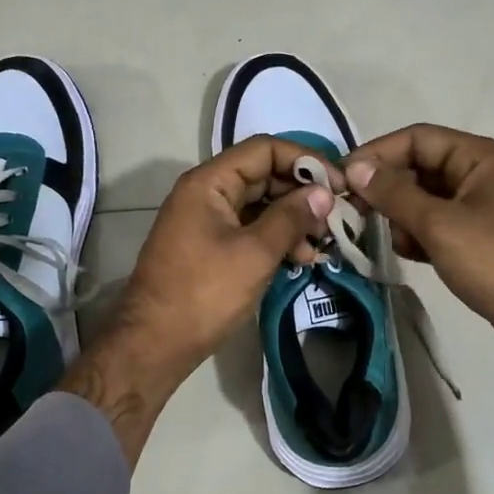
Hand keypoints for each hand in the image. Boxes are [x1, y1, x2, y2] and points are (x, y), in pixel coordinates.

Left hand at [60, 136, 337, 464]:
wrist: (154, 344)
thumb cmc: (204, 293)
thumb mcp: (254, 253)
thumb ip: (290, 218)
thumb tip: (323, 193)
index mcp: (209, 182)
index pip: (264, 149)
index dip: (305, 161)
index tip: (339, 184)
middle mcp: (205, 193)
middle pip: (262, 175)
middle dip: (301, 193)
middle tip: (336, 216)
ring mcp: (205, 221)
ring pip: (258, 205)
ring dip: (292, 219)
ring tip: (321, 245)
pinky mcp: (209, 247)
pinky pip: (248, 229)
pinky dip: (275, 238)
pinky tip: (301, 259)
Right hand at [344, 124, 493, 447]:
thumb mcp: (440, 224)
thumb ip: (394, 194)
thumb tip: (356, 168)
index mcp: (480, 158)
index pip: (417, 138)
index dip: (377, 153)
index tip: (342, 177)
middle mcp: (483, 174)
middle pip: (421, 167)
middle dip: (386, 188)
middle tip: (352, 210)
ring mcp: (484, 208)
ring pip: (427, 198)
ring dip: (401, 214)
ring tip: (382, 237)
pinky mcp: (482, 238)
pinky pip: (439, 224)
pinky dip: (419, 234)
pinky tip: (407, 253)